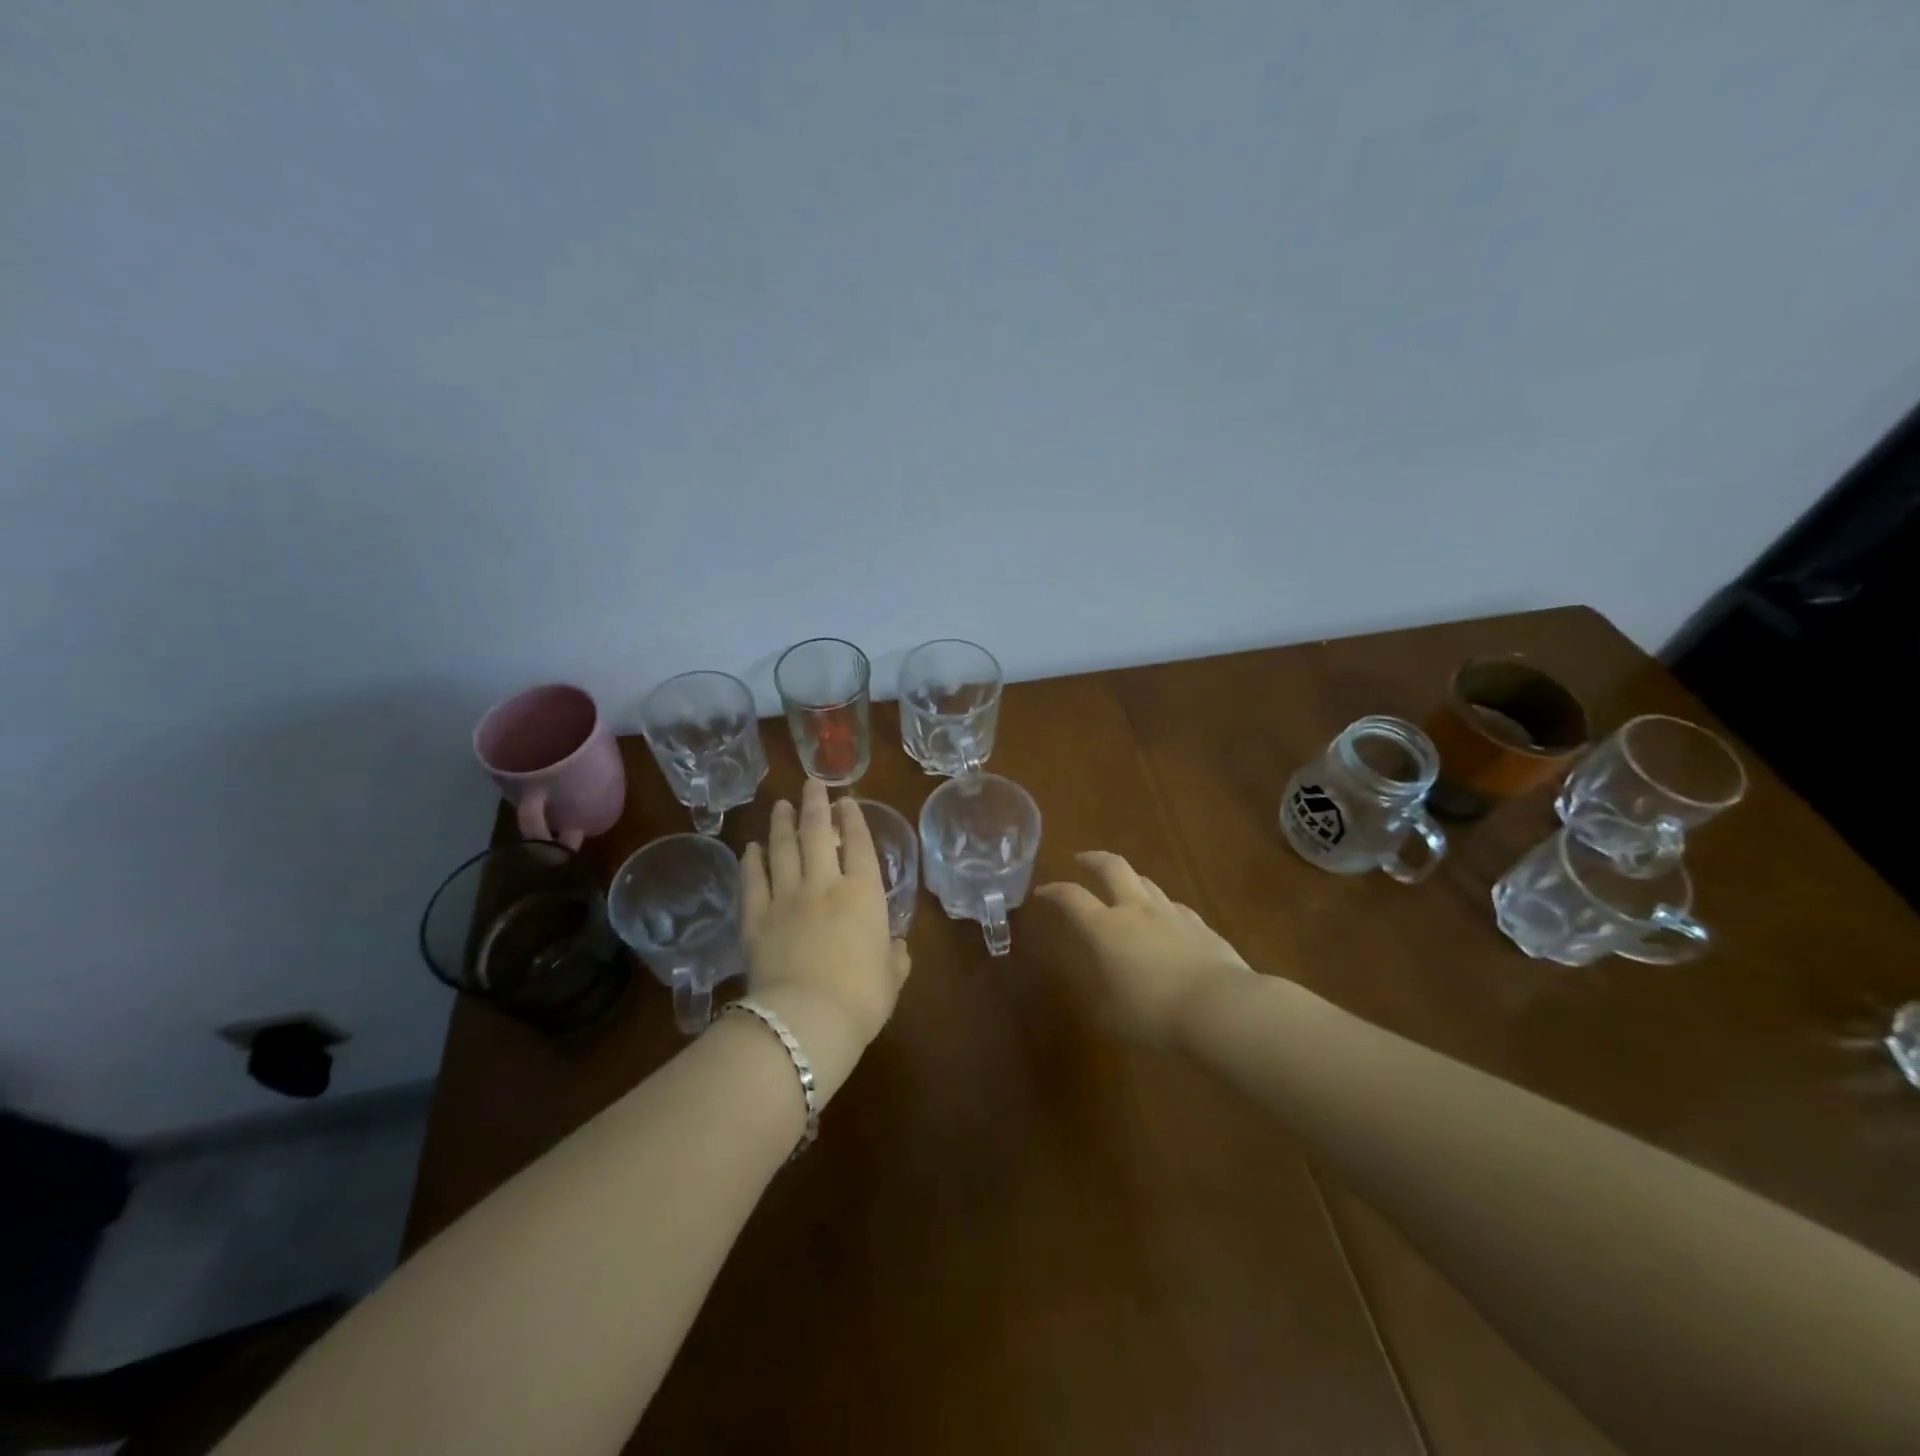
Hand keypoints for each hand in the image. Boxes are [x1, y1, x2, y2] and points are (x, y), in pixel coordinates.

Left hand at [739, 779, 910, 1102]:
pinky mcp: (755, 919)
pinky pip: (752, 882)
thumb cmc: (860, 999)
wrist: (805, 1021)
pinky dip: (751, 862)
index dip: (854, 820)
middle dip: (815, 805)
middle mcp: (823, 886)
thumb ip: (894, 958)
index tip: (847, 800)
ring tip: (781, 806)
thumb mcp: (891, 979)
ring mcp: (785, 899)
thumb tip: (895, 947)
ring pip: (782, 850)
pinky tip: (750, 848)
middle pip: (817, 834)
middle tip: (810, 783)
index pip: (859, 845)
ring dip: (782, 824)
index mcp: (863, 895)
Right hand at [1034, 851, 1250, 1050]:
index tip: (1042, 891)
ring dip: (1130, 880)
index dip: (1054, 891)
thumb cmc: (1154, 1014)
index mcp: (1105, 929)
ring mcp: (1171, 914)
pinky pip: (1174, 907)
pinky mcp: (1200, 925)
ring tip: (1124, 888)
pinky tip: (1166, 921)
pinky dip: (1162, 908)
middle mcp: (1136, 911)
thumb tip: (1104, 990)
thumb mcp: (1113, 1016)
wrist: (1220, 1008)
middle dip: (1093, 859)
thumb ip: (1103, 997)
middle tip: (1081, 859)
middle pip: (1112, 868)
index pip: (1072, 898)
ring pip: (1146, 882)